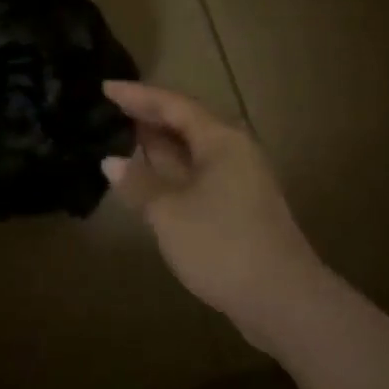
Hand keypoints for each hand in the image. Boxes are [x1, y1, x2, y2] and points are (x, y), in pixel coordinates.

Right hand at [101, 80, 328, 351]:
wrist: (283, 300)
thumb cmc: (222, 245)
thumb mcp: (169, 212)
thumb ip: (139, 182)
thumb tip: (110, 161)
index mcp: (220, 140)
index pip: (172, 104)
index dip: (137, 95)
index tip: (105, 87)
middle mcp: (233, 151)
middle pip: (185, 122)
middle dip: (148, 116)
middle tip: (110, 110)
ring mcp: (239, 180)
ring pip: (192, 150)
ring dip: (159, 144)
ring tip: (122, 137)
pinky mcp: (238, 207)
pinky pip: (197, 174)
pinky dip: (171, 170)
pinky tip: (148, 179)